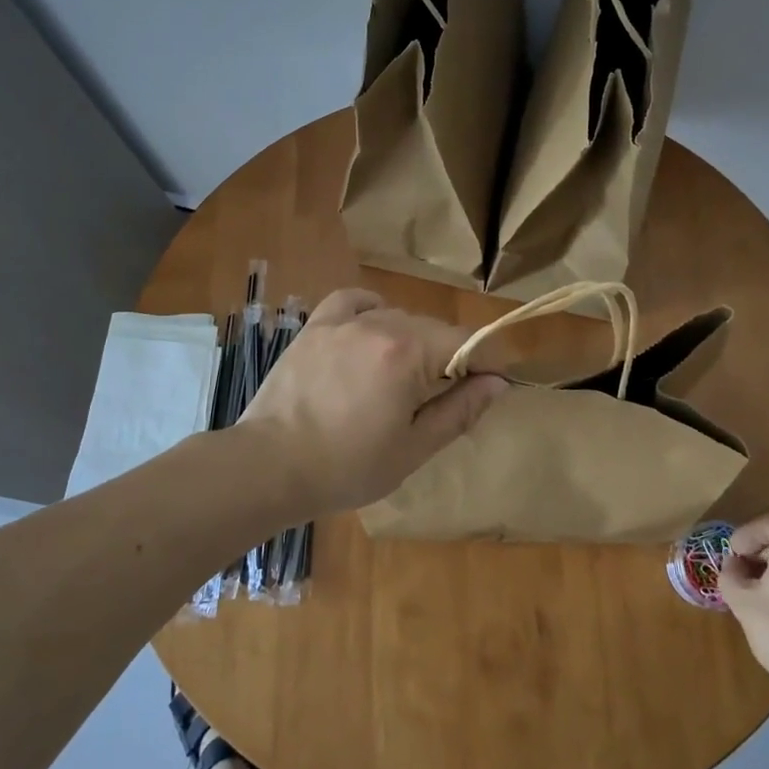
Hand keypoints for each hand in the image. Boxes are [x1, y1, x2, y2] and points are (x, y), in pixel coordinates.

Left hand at [238, 288, 506, 513]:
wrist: (270, 465)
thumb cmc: (347, 467)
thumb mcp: (414, 448)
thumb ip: (460, 410)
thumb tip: (498, 382)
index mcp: (409, 352)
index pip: (467, 341)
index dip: (486, 362)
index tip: (490, 386)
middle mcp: (379, 324)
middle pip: (433, 329)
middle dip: (449, 358)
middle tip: (442, 399)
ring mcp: (342, 322)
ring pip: (397, 317)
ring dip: (412, 341)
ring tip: (401, 378)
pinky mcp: (315, 327)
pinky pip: (353, 302)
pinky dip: (371, 311)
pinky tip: (372, 332)